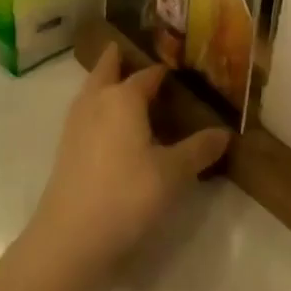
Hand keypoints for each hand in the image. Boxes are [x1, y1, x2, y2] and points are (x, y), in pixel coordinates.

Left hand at [16, 46, 229, 290]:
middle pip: (106, 70)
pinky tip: (109, 127)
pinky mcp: (66, 150)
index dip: (163, 71)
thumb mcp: (173, 174)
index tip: (178, 68)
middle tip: (130, 51)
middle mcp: (96, 102)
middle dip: (117, 59)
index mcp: (123, 98)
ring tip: (120, 85)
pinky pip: (85, 113)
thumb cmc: (126, 195)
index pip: (147, 75)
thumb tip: (225, 133)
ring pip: (91, 91)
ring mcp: (76, 125)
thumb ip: (198, 150)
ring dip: (104, 82)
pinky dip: (97, 107)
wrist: (70, 239)